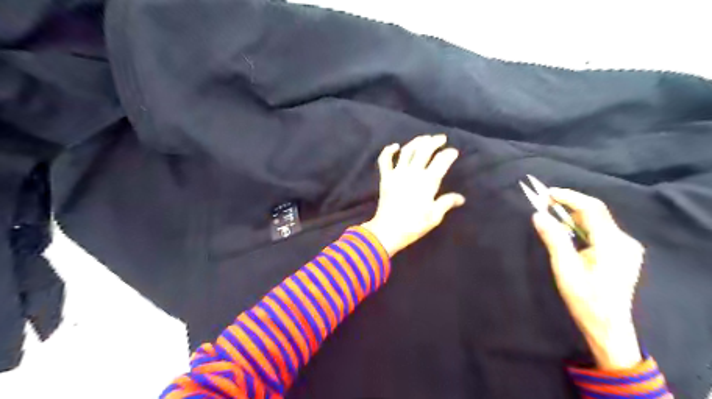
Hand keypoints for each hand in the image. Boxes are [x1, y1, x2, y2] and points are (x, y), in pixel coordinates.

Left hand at [362, 136, 467, 256]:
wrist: (388, 230)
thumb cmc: (414, 224)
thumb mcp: (435, 216)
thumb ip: (447, 203)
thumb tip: (460, 198)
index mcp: (428, 182)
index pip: (441, 161)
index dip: (449, 154)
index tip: (453, 152)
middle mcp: (413, 173)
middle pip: (425, 150)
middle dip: (434, 141)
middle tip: (441, 138)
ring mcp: (397, 173)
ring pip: (407, 151)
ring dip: (416, 142)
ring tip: (424, 138)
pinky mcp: (385, 178)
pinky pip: (384, 160)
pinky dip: (388, 151)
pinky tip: (395, 146)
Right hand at [534, 189, 645, 368]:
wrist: (607, 326)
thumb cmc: (585, 298)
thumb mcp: (565, 268)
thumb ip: (553, 238)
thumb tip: (538, 215)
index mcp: (613, 243)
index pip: (591, 209)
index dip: (569, 197)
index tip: (546, 193)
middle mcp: (623, 241)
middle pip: (594, 213)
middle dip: (568, 206)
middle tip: (543, 204)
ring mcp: (625, 248)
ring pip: (596, 222)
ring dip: (572, 218)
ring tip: (551, 220)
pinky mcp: (621, 254)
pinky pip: (598, 232)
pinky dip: (580, 228)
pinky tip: (567, 235)